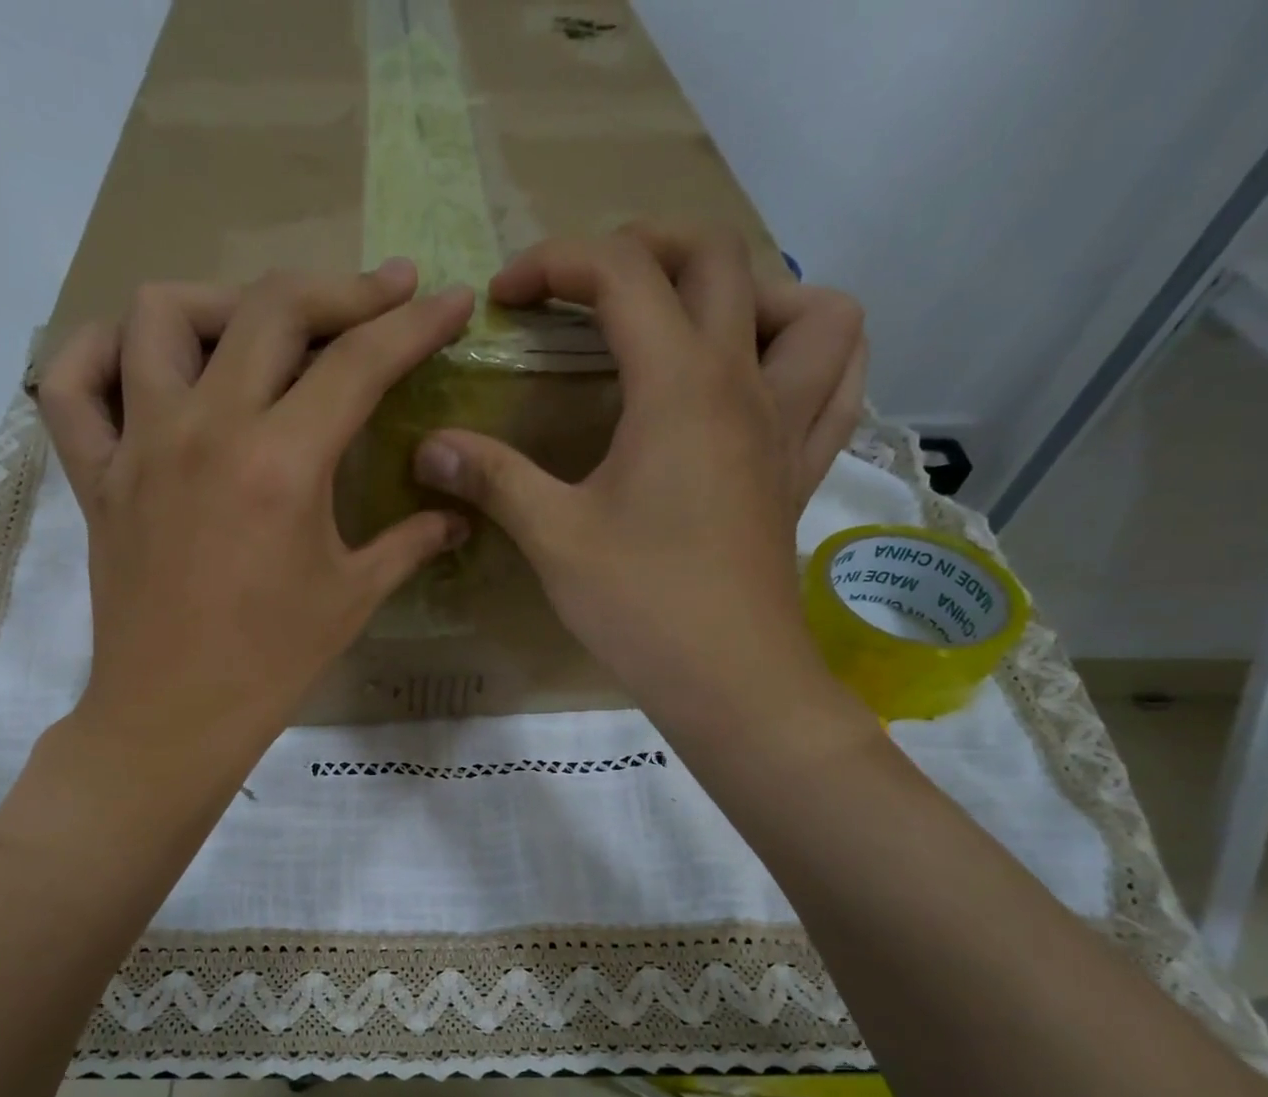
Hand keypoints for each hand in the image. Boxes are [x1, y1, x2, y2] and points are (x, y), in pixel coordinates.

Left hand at [37, 262, 475, 758]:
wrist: (177, 714)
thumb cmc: (274, 662)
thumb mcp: (354, 596)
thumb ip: (411, 542)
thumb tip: (458, 515)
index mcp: (282, 464)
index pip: (359, 362)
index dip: (416, 323)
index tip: (451, 300)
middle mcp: (206, 430)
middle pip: (271, 308)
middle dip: (339, 289)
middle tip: (378, 301)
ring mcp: (140, 445)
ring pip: (161, 315)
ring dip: (221, 303)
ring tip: (257, 333)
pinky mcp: (96, 474)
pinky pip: (72, 384)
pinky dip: (101, 353)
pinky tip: (144, 364)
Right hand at [411, 224, 866, 739]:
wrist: (727, 678)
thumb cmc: (640, 604)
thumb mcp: (554, 537)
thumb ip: (493, 479)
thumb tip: (428, 448)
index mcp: (679, 385)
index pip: (621, 274)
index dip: (554, 264)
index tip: (503, 299)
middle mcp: (743, 383)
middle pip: (718, 257)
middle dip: (646, 246)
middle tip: (590, 289)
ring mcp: (786, 425)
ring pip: (810, 308)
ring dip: (753, 290)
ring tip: (695, 324)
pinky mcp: (800, 470)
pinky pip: (838, 381)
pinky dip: (810, 354)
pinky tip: (767, 376)